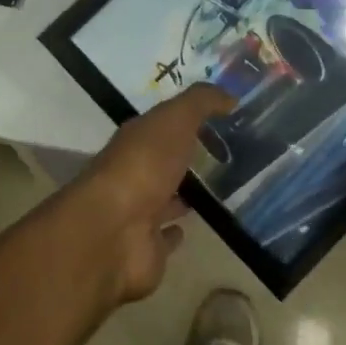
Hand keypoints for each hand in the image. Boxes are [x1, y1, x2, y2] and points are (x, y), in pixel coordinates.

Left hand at [61, 84, 233, 304]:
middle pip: (164, 162)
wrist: (114, 231)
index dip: (189, 120)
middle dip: (186, 158)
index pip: (164, 125)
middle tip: (226, 155)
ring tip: (220, 190)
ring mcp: (139, 213)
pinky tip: (193, 227)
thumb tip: (230, 96)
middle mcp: (135, 173)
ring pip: (165, 199)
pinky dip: (176, 232)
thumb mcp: (174, 120)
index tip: (223, 118)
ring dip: (183, 195)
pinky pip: (165, 237)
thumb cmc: (144, 166)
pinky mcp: (148, 248)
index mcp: (137, 140)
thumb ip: (201, 103)